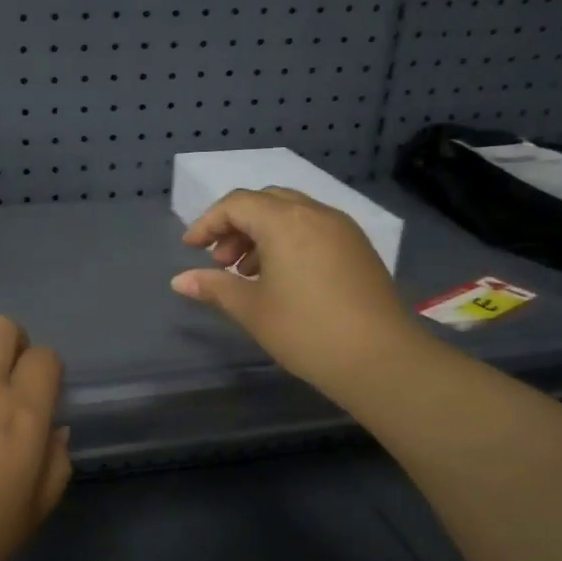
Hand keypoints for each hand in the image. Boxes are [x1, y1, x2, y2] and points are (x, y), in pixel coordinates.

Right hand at [171, 188, 431, 405]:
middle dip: (236, 224)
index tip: (190, 248)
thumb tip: (180, 280)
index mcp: (285, 222)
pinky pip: (313, 228)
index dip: (208, 222)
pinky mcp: (358, 248)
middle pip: (265, 201)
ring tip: (246, 272)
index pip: (237, 204)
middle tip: (220, 259)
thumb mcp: (252, 310)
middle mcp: (315, 213)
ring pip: (291, 213)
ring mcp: (342, 228)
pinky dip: (288, 240)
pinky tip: (280, 277)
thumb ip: (214, 287)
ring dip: (261, 233)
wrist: (381, 359)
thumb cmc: (306, 331)